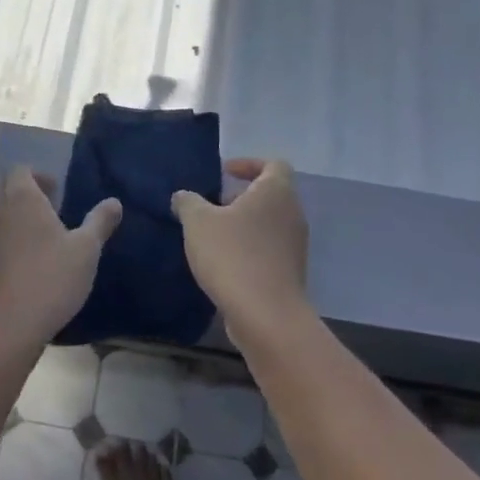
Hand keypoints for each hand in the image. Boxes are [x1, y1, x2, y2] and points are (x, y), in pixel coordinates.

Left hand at [0, 169, 120, 351]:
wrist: (7, 328)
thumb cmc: (51, 278)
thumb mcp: (86, 249)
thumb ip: (99, 221)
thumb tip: (114, 201)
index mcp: (22, 200)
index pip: (21, 170)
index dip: (39, 175)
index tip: (58, 191)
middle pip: (9, 192)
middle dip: (32, 197)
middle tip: (57, 213)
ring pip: (3, 219)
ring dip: (22, 222)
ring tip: (48, 241)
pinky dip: (13, 245)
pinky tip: (33, 267)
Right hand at [172, 159, 310, 346]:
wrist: (266, 315)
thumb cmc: (233, 255)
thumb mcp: (198, 222)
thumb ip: (188, 202)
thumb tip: (183, 196)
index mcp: (276, 191)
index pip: (272, 164)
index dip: (248, 164)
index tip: (224, 174)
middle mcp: (292, 213)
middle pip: (270, 194)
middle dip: (240, 197)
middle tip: (211, 207)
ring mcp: (295, 245)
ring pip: (269, 223)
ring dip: (243, 225)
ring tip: (212, 237)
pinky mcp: (291, 272)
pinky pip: (269, 249)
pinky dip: (250, 249)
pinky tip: (224, 264)